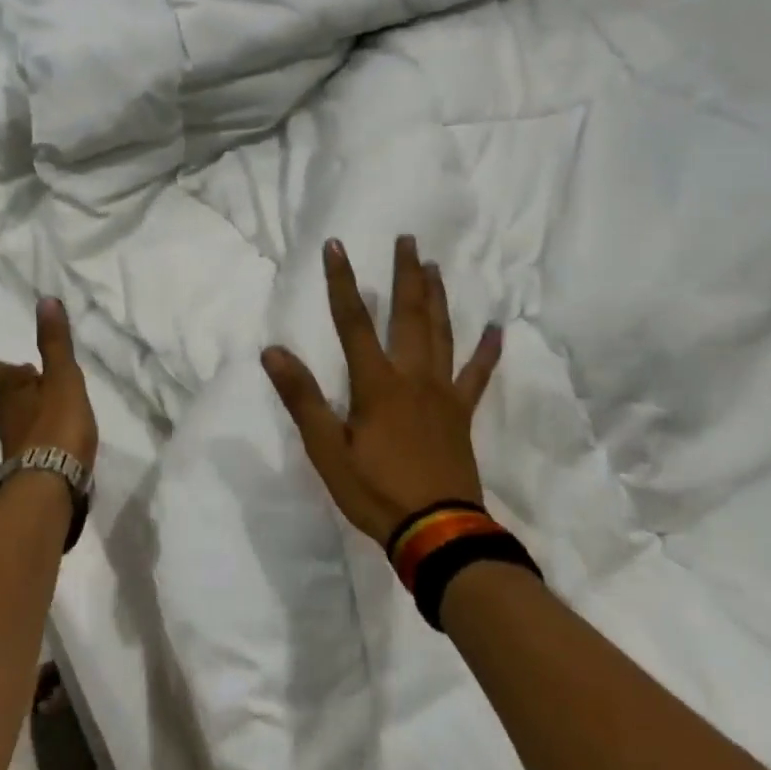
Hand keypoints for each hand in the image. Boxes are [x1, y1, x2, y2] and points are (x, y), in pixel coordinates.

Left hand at [0, 297, 98, 471]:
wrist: (50, 484)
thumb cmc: (55, 424)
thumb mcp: (62, 378)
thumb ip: (55, 343)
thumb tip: (45, 301)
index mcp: (9, 390)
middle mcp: (5, 415)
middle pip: (2, 393)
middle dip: (8, 381)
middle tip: (18, 369)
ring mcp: (14, 442)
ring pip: (15, 415)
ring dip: (24, 404)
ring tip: (40, 397)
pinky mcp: (28, 463)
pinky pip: (29, 437)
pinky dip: (37, 428)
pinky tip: (52, 431)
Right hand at [263, 236, 502, 546]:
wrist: (436, 530)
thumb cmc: (374, 490)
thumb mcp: (326, 449)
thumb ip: (302, 398)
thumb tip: (273, 351)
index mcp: (376, 383)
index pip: (353, 321)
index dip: (342, 282)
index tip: (336, 245)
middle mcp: (412, 376)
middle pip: (409, 315)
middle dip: (405, 275)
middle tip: (408, 239)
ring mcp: (443, 392)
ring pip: (442, 333)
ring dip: (438, 298)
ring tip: (436, 267)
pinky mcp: (462, 413)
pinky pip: (478, 374)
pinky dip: (487, 350)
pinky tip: (497, 328)